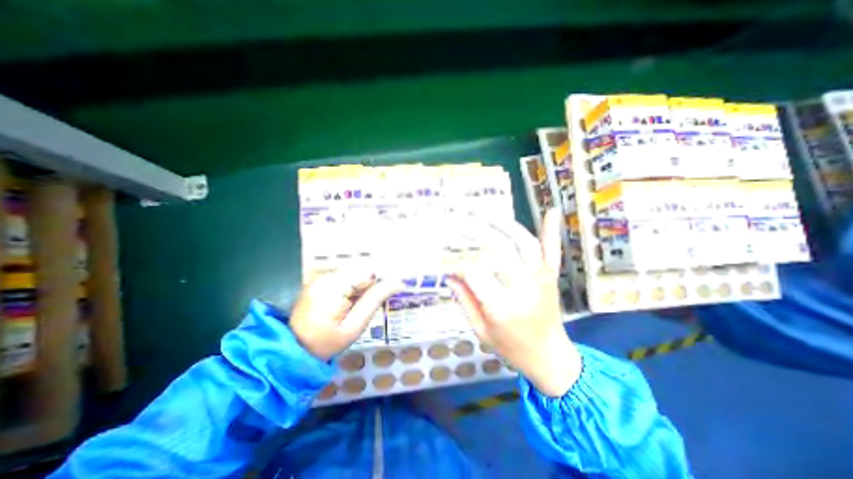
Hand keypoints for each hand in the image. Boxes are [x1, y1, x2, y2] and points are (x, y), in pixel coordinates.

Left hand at [290, 272, 404, 360]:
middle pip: (360, 269)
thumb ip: (374, 300)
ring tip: (370, 299)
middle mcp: (325, 277)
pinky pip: (345, 277)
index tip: (398, 282)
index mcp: (332, 287)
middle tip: (389, 291)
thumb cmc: (327, 343)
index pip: (366, 270)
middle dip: (376, 279)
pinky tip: (357, 298)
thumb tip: (397, 281)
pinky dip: (356, 285)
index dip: (384, 275)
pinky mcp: (319, 281)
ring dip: (366, 282)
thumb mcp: (355, 326)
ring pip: (354, 272)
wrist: (294, 351)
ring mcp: (320, 278)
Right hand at [448, 210, 578, 395]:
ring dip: (505, 225)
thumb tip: (449, 274)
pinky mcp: (551, 277)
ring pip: (524, 242)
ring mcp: (541, 278)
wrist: (551, 359)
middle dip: (475, 232)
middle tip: (459, 222)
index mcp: (503, 306)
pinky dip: (551, 230)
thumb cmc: (511, 349)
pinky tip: (552, 211)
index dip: (455, 264)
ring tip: (486, 216)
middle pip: (498, 249)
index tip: (443, 262)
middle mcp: (524, 287)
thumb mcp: (480, 330)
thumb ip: (464, 299)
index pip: (474, 272)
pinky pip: (552, 250)